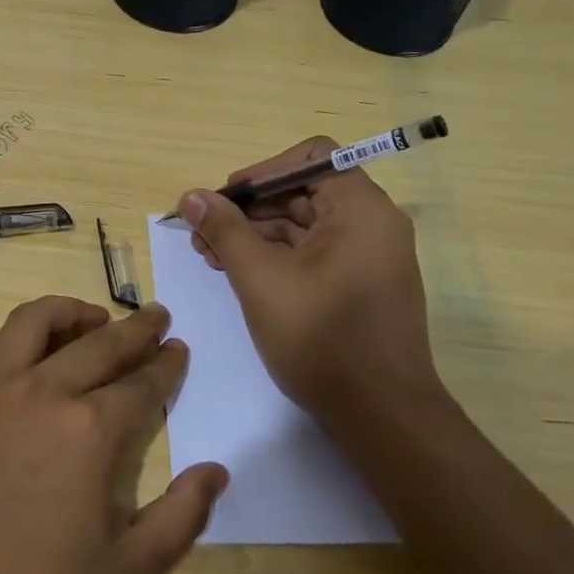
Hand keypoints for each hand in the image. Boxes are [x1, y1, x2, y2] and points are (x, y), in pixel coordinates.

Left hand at [0, 297, 228, 573]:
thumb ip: (183, 518)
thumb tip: (216, 469)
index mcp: (90, 430)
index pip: (141, 382)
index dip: (166, 365)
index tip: (178, 349)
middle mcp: (43, 390)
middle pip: (101, 343)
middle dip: (136, 328)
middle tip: (157, 317)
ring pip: (40, 321)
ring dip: (76, 312)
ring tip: (96, 319)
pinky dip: (27, 331)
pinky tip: (35, 348)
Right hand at [181, 136, 443, 424]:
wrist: (382, 416)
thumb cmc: (322, 339)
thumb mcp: (261, 280)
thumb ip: (225, 231)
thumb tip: (191, 196)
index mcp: (360, 209)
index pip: (312, 157)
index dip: (263, 171)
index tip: (226, 199)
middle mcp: (372, 223)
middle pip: (303, 191)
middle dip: (249, 209)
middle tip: (203, 234)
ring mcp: (368, 256)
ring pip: (304, 225)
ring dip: (256, 234)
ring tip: (211, 256)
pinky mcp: (359, 284)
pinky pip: (313, 253)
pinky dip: (276, 257)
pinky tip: (239, 274)